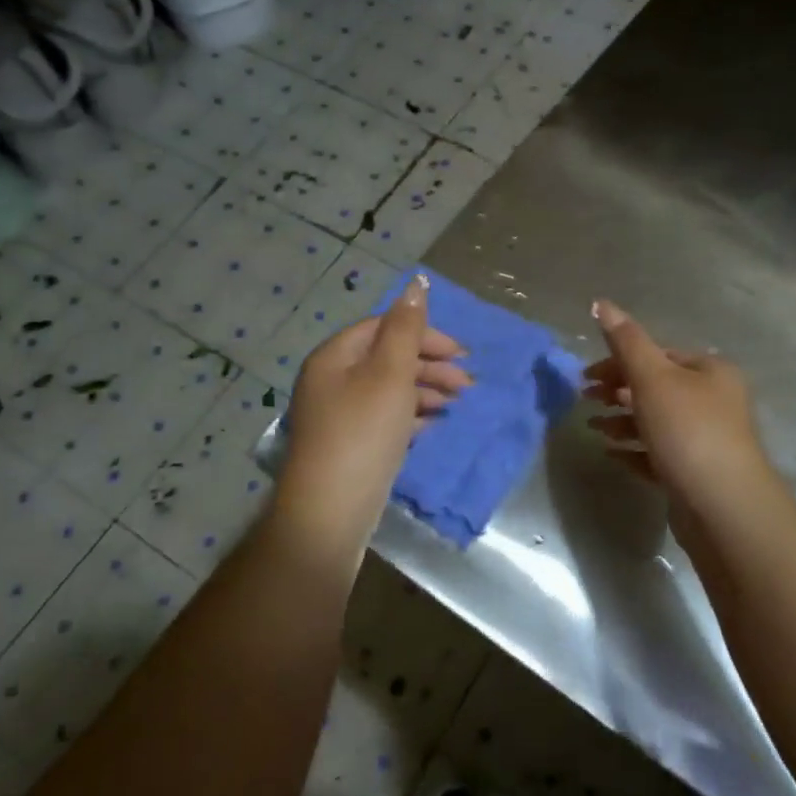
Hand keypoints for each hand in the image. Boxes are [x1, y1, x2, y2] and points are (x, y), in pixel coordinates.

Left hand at [280, 273, 469, 546]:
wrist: (330, 512)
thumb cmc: (363, 434)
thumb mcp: (389, 374)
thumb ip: (406, 329)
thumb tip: (417, 282)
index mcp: (335, 357)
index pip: (383, 327)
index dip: (424, 334)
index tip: (460, 353)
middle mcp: (330, 380)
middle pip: (386, 357)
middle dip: (429, 365)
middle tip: (466, 382)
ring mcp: (337, 415)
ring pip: (388, 388)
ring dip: (424, 390)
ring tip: (456, 403)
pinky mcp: (348, 445)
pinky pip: (384, 417)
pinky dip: (411, 415)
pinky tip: (432, 424)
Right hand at [583, 300, 774, 540]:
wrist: (722, 507)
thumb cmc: (688, 431)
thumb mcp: (652, 378)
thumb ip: (625, 341)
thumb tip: (600, 302)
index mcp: (710, 371)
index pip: (659, 354)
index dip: (619, 361)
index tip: (586, 377)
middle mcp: (714, 401)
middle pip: (657, 387)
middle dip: (618, 391)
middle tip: (585, 400)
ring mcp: (707, 439)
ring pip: (656, 421)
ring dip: (622, 421)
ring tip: (594, 428)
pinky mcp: (696, 473)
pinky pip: (658, 454)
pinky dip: (634, 450)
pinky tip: (611, 453)